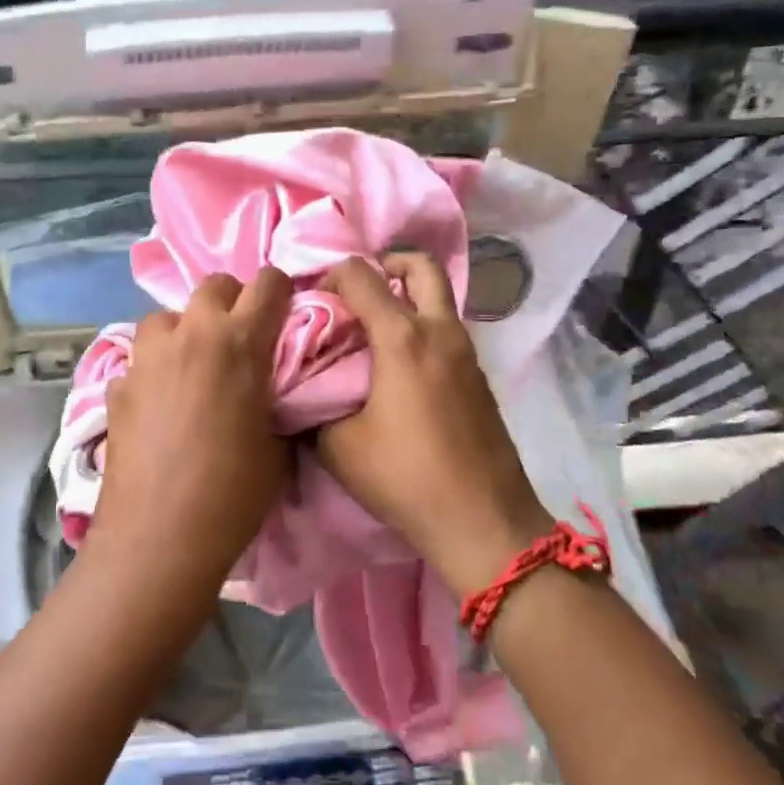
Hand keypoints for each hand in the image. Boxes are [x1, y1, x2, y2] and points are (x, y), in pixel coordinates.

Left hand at [90, 269, 292, 588]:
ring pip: (167, 317)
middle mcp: (190, 335)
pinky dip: (155, 369)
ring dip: (186, 330)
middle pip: (214, 286)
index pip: (269, 282)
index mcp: (239, 342)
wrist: (159, 536)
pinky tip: (159, 403)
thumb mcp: (277, 445)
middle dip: (232, 302)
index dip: (281, 292)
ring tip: (193, 365)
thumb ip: (276, 401)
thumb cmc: (233, 493)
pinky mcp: (116, 385)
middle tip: (240, 338)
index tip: (284, 313)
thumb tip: (270, 391)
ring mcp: (146, 357)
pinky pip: (140, 359)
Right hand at [316, 254, 546, 597]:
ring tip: (371, 330)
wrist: (483, 520)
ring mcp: (467, 353)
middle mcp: (440, 332)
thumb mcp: (338, 446)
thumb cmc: (405, 477)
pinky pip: (447, 330)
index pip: (362, 276)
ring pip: (439, 299)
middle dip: (386, 264)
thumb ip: (314, 407)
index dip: (331, 274)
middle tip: (358, 290)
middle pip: (420, 266)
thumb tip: (300, 390)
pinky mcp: (479, 377)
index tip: (312, 295)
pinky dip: (422, 327)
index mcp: (402, 338)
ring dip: (407, 297)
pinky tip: (398, 367)